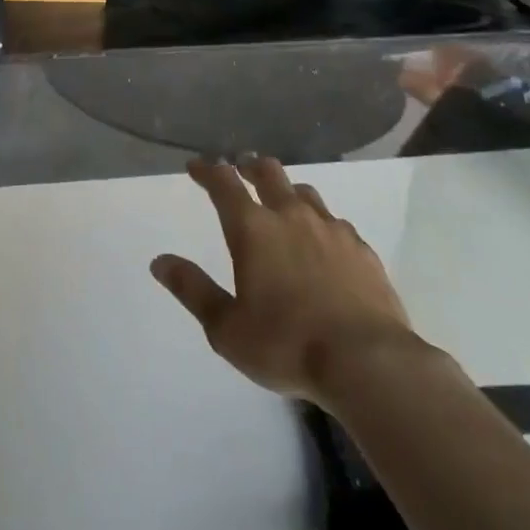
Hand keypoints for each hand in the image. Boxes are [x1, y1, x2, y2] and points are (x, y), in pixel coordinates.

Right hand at [151, 157, 424, 407]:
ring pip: (304, 192)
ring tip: (281, 202)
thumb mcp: (226, 328)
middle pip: (268, 172)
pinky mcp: (362, 249)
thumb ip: (193, 290)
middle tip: (240, 169)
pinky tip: (322, 241)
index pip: (223, 183)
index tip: (196, 166)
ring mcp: (331, 229)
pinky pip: (335, 221)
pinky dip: (320, 222)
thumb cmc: (287, 345)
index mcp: (253, 229)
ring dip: (286, 190)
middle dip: (249, 166)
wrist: (369, 363)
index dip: (207, 170)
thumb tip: (159, 261)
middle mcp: (290, 216)